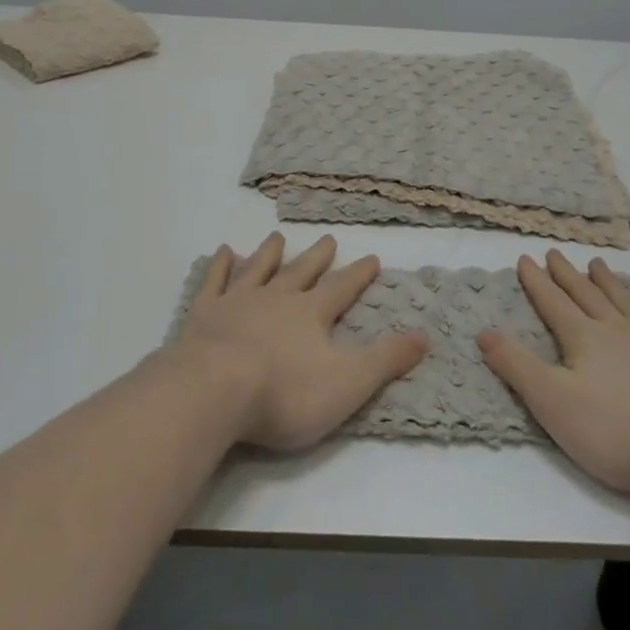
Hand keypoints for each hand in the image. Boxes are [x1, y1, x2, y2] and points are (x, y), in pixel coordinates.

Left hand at [177, 233, 428, 451]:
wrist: (215, 390)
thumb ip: (385, 359)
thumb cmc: (285, 393)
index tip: (372, 257)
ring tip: (278, 237)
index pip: (341, 288)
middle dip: (318, 257)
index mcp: (311, 314)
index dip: (359, 274)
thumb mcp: (348, 383)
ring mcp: (238, 302)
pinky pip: (214, 282)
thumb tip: (424, 336)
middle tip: (329, 238)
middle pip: (301, 272)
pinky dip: (219, 266)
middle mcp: (276, 298)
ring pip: (259, 269)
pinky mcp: (204, 313)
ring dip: (270, 253)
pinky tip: (223, 251)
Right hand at [477, 250, 629, 501]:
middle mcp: (617, 331)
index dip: (536, 282)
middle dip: (567, 275)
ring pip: (626, 303)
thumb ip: (516, 366)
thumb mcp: (552, 402)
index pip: (553, 303)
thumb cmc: (618, 430)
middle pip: (586, 296)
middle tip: (555, 253)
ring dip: (609, 283)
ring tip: (597, 264)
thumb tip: (483, 331)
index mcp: (583, 338)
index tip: (525, 258)